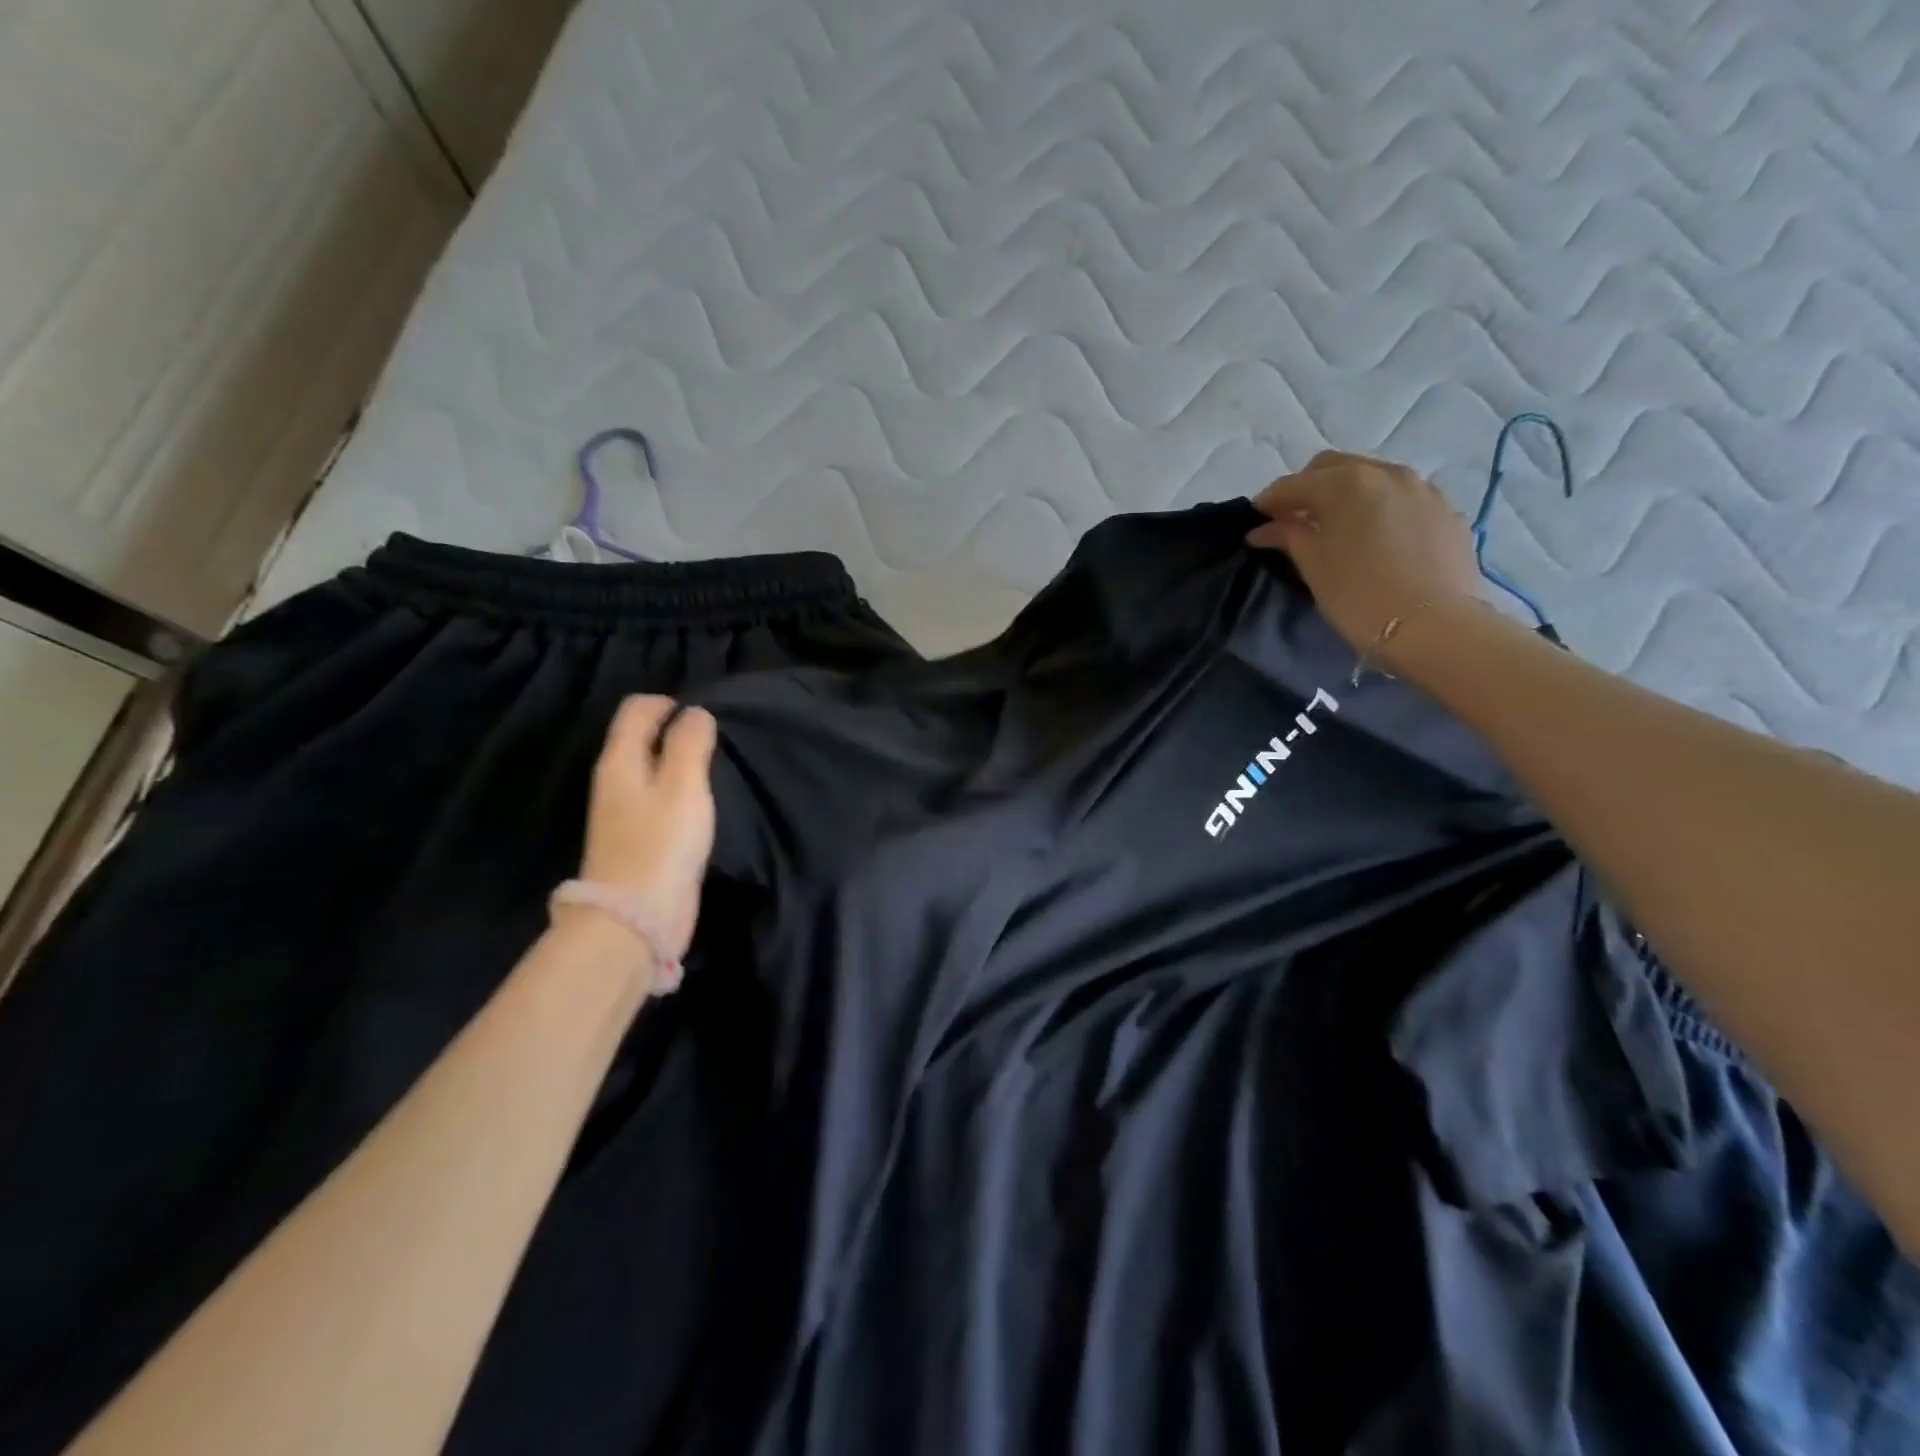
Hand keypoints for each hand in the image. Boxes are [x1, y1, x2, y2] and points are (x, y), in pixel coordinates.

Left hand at [577, 696, 717, 959]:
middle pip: (641, 737)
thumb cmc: (662, 843)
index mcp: (620, 760)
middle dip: (675, 731)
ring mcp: (623, 812)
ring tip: (713, 770)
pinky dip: (678, 791)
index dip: (669, 703)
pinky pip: (658, 798)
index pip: (637, 709)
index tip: (704, 718)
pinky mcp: (637, 838)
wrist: (635, 916)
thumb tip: (696, 713)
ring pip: (651, 768)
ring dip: (678, 763)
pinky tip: (701, 805)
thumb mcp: (683, 785)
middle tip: (715, 744)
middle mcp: (615, 780)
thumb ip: (689, 744)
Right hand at [1248, 451, 1483, 662]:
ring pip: (1370, 477)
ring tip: (1334, 526)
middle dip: (1307, 488)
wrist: (1434, 627)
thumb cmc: (1360, 597)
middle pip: (1333, 467)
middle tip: (1292, 520)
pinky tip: (1373, 536)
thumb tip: (1263, 528)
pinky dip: (1378, 506)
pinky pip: (1400, 496)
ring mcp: (1420, 488)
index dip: (1269, 502)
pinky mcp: (1444, 510)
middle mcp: (1384, 473)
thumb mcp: (1314, 567)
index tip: (1256, 521)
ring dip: (1345, 493)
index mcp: (1345, 484)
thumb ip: (1289, 537)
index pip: (1294, 484)